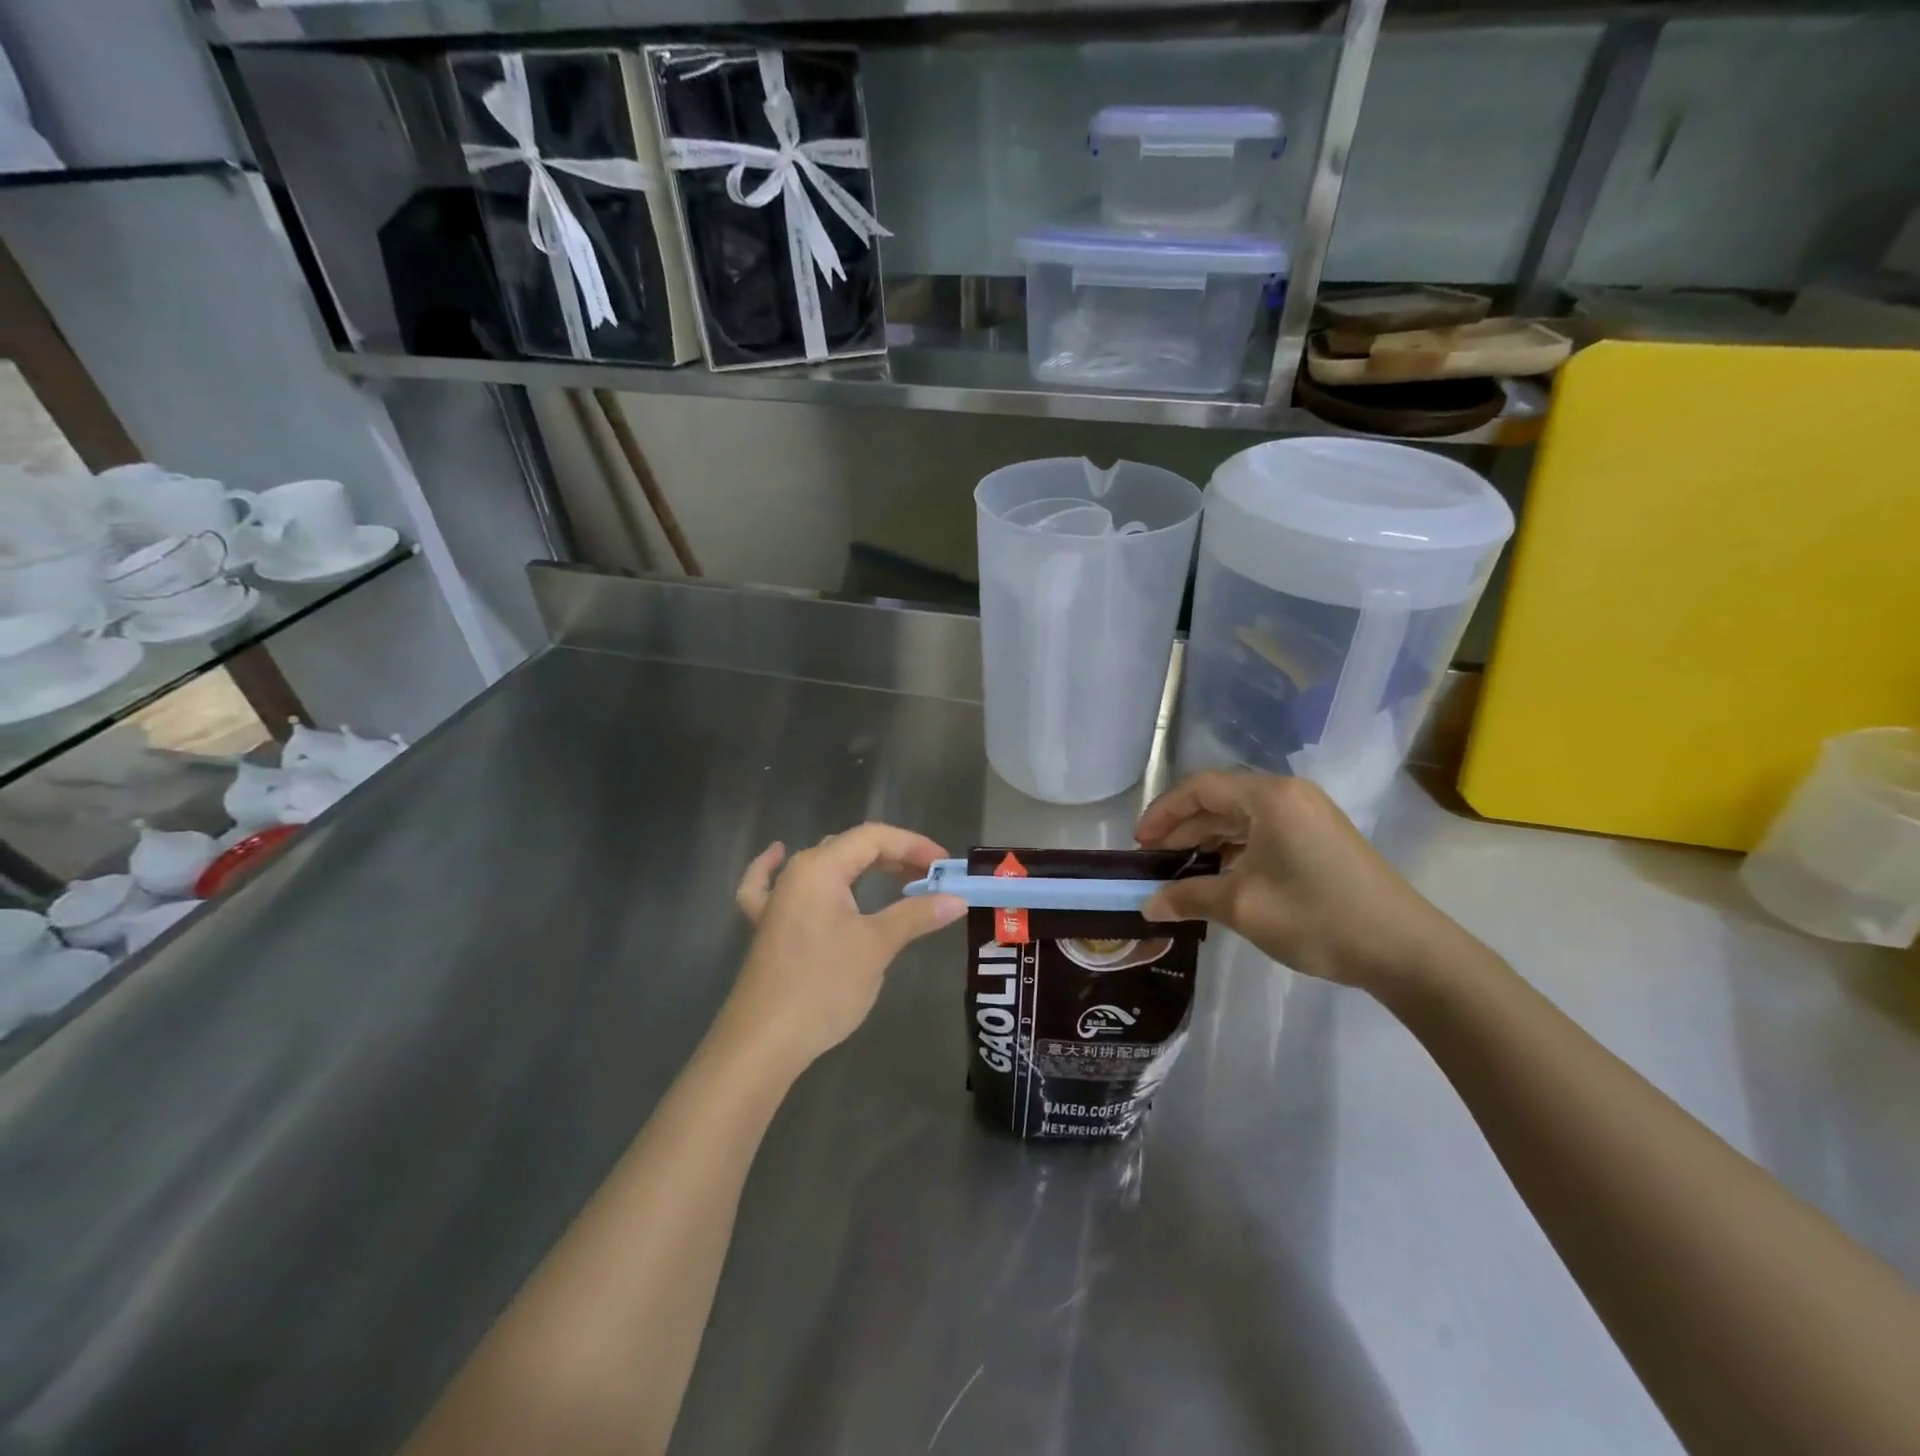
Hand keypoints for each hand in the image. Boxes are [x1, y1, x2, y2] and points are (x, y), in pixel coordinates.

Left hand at [728, 823, 965, 1070]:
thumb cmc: (823, 986)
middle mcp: (795, 874)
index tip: (944, 866)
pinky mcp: (765, 926)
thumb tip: (957, 899)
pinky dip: (777, 867)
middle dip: (894, 856)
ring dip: (859, 866)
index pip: (873, 838)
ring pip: (822, 865)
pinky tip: (779, 854)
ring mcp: (776, 900)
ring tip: (893, 874)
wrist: (763, 1042)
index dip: (913, 845)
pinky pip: (770, 884)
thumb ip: (916, 915)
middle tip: (930, 879)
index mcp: (820, 868)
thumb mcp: (877, 947)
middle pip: (849, 847)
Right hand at [1135, 772, 1479, 994]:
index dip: (1163, 813)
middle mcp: (1289, 795)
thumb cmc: (1316, 917)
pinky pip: (1264, 832)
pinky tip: (1220, 876)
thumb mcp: (1242, 907)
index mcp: (1269, 797)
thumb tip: (1147, 906)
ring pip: (1242, 818)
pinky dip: (1235, 849)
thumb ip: (1188, 898)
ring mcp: (1309, 815)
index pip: (1200, 788)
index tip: (1139, 844)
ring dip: (1208, 841)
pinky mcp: (1321, 838)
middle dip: (1183, 829)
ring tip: (1180, 872)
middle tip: (1154, 861)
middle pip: (1220, 800)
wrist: (1406, 951)